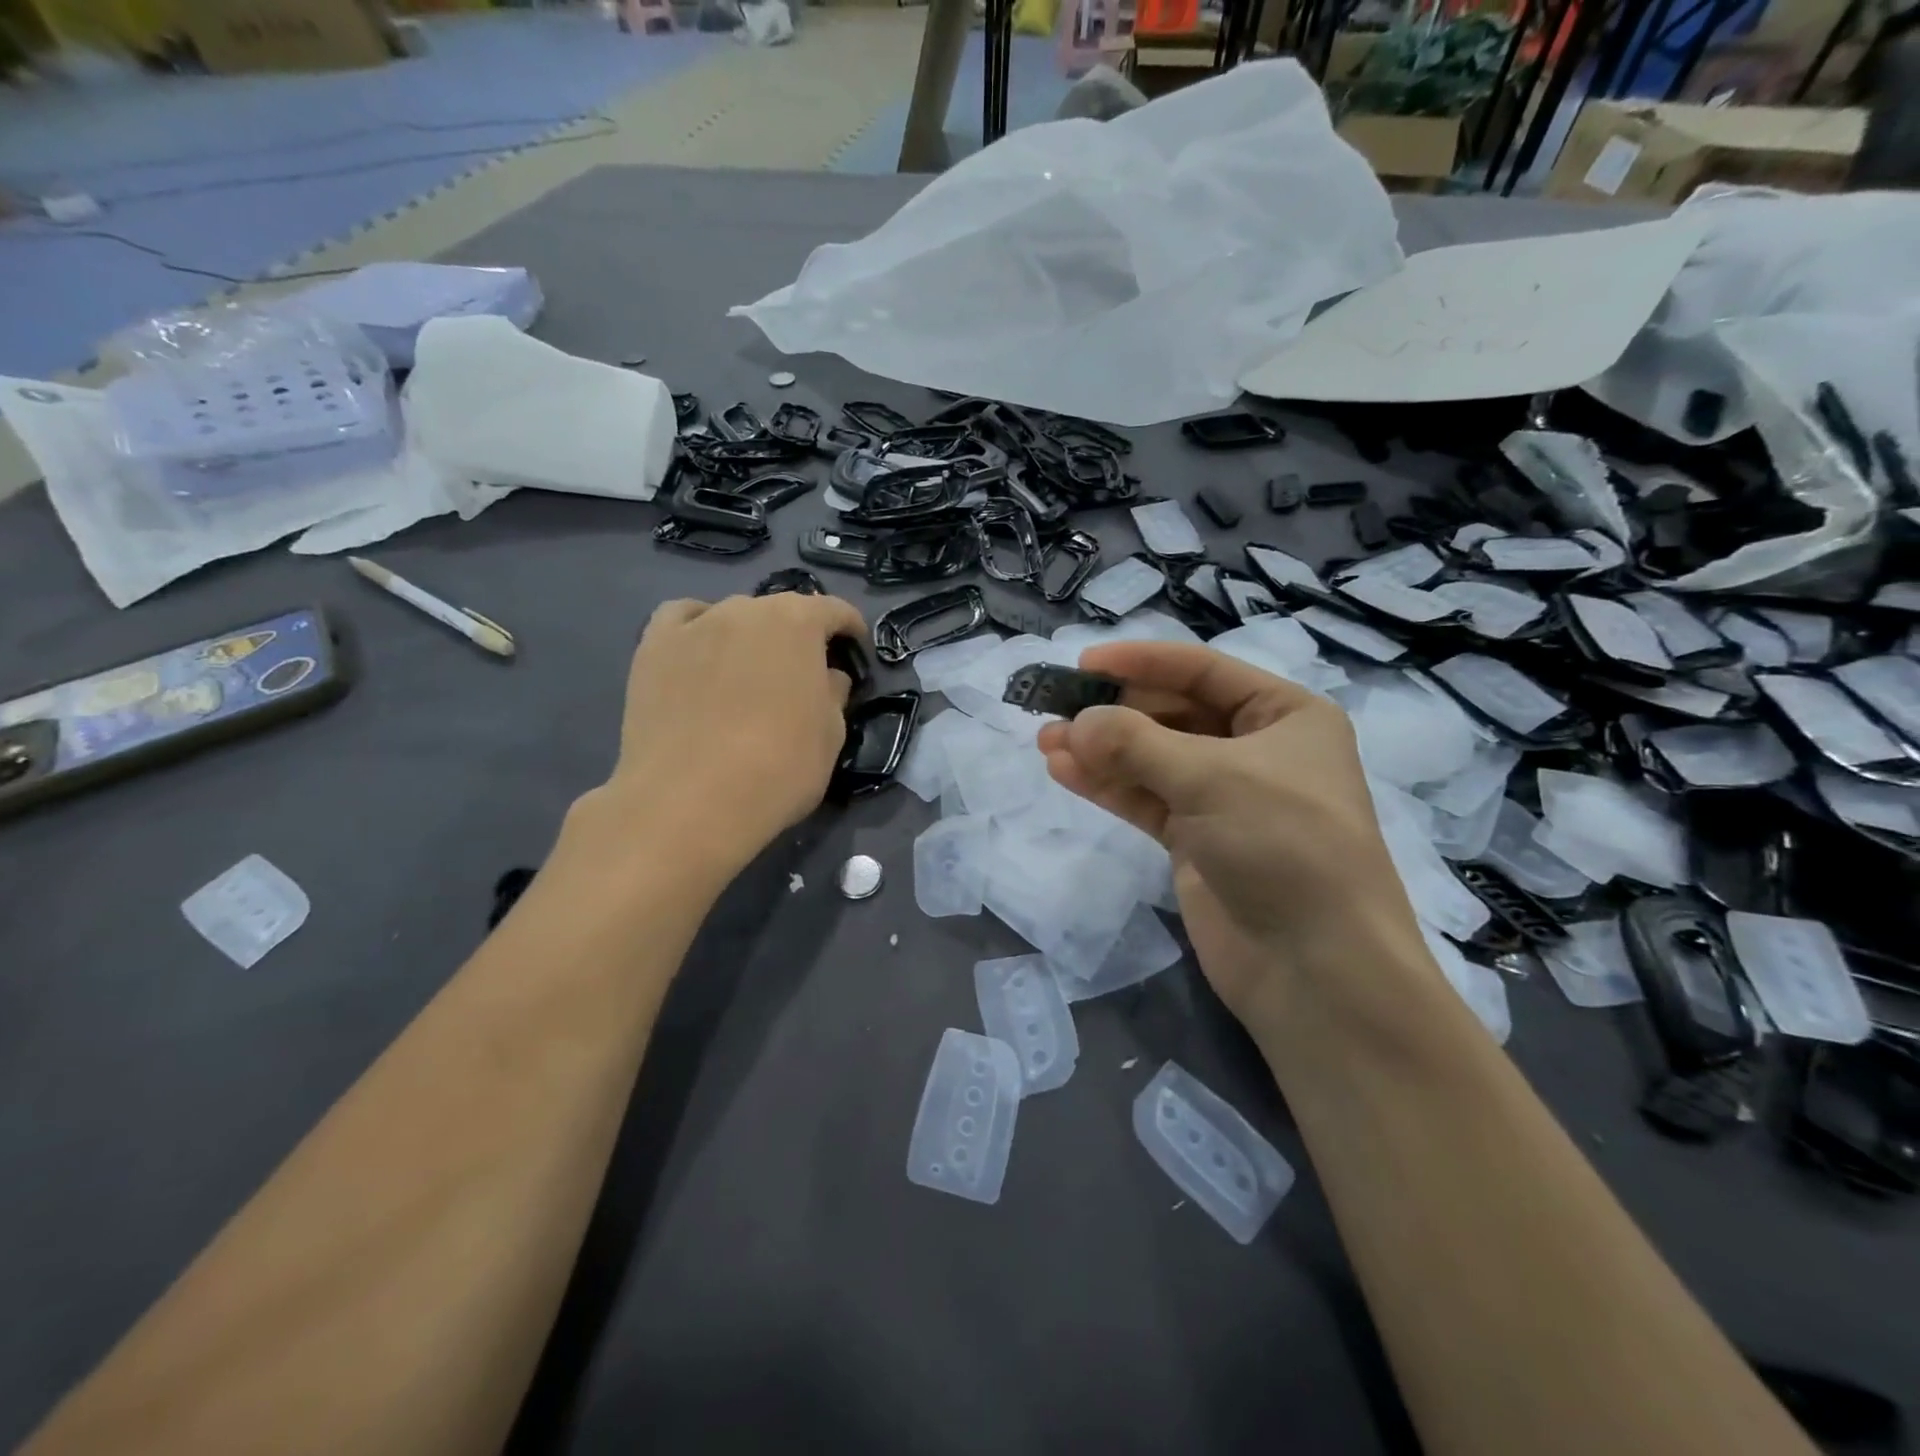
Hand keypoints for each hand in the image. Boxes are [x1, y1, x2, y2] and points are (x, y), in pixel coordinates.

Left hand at [594, 592, 866, 874]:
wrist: (689, 801)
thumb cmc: (778, 768)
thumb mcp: (831, 735)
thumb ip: (833, 694)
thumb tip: (826, 678)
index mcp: (797, 622)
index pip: (833, 610)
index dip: (849, 627)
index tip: (855, 648)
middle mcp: (745, 609)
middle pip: (780, 612)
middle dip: (797, 636)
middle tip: (801, 673)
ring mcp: (695, 624)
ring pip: (732, 616)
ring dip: (749, 635)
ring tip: (748, 671)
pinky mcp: (653, 648)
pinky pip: (682, 620)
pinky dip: (698, 628)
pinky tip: (701, 652)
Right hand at [1036, 642, 1426, 1033]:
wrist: (1316, 967)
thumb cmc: (1283, 845)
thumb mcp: (1211, 777)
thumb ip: (1136, 743)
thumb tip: (1074, 724)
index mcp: (1284, 715)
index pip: (1202, 671)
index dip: (1142, 662)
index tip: (1084, 662)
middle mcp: (1255, 750)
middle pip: (1172, 714)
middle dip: (1114, 712)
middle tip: (1055, 708)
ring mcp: (1223, 799)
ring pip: (1151, 760)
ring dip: (1100, 750)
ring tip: (1044, 740)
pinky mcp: (1196, 841)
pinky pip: (1145, 800)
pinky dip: (1107, 785)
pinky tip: (1063, 771)